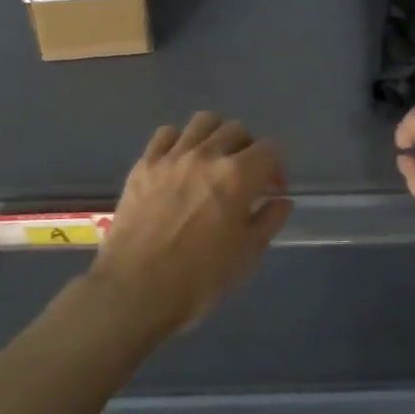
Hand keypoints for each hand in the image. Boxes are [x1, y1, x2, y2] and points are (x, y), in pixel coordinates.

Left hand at [87, 111, 292, 338]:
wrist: (134, 291)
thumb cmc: (198, 280)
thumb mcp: (246, 256)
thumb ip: (268, 221)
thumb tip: (280, 200)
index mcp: (237, 176)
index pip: (271, 149)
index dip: (278, 167)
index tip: (273, 190)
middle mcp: (206, 155)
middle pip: (237, 130)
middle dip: (248, 149)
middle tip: (245, 178)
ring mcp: (171, 157)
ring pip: (202, 122)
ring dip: (215, 136)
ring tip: (213, 162)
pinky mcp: (143, 165)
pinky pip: (166, 134)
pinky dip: (179, 141)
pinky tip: (179, 163)